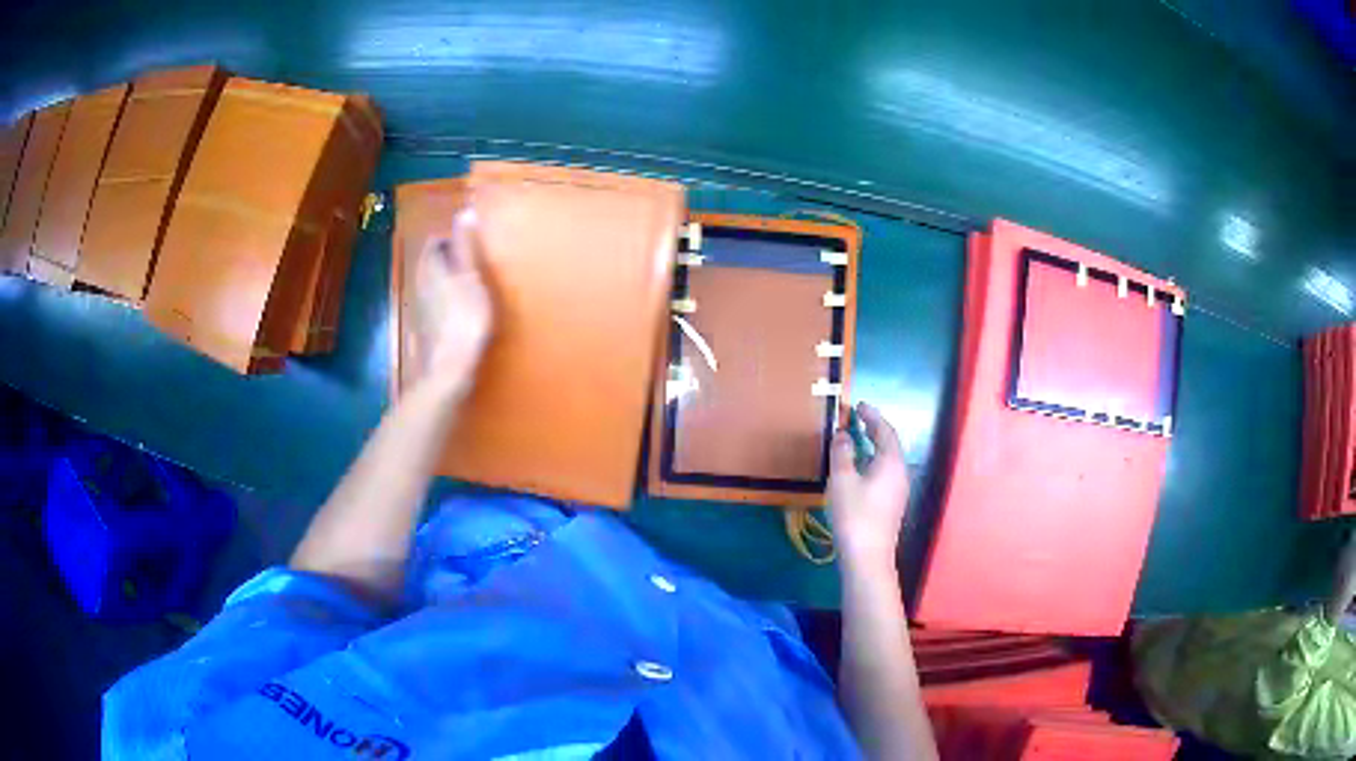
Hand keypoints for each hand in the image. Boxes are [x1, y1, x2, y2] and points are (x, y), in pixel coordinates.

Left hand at [410, 211, 493, 396]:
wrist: (453, 367)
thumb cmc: (465, 318)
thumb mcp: (471, 277)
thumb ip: (467, 247)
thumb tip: (464, 211)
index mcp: (430, 271)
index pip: (433, 244)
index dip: (448, 237)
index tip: (467, 237)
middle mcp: (420, 286)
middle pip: (430, 264)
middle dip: (446, 257)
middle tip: (469, 255)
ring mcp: (422, 310)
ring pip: (431, 284)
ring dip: (446, 278)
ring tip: (469, 279)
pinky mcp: (428, 329)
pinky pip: (435, 304)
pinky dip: (446, 299)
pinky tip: (460, 307)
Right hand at [828, 402, 909, 569]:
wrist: (867, 558)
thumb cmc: (855, 515)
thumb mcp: (843, 481)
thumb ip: (843, 453)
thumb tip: (844, 434)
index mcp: (891, 462)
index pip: (885, 431)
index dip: (872, 416)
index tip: (859, 405)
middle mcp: (900, 473)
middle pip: (889, 444)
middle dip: (874, 429)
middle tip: (857, 418)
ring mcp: (897, 491)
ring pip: (887, 460)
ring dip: (873, 446)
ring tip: (856, 440)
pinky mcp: (891, 505)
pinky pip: (884, 473)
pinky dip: (872, 462)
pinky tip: (858, 469)